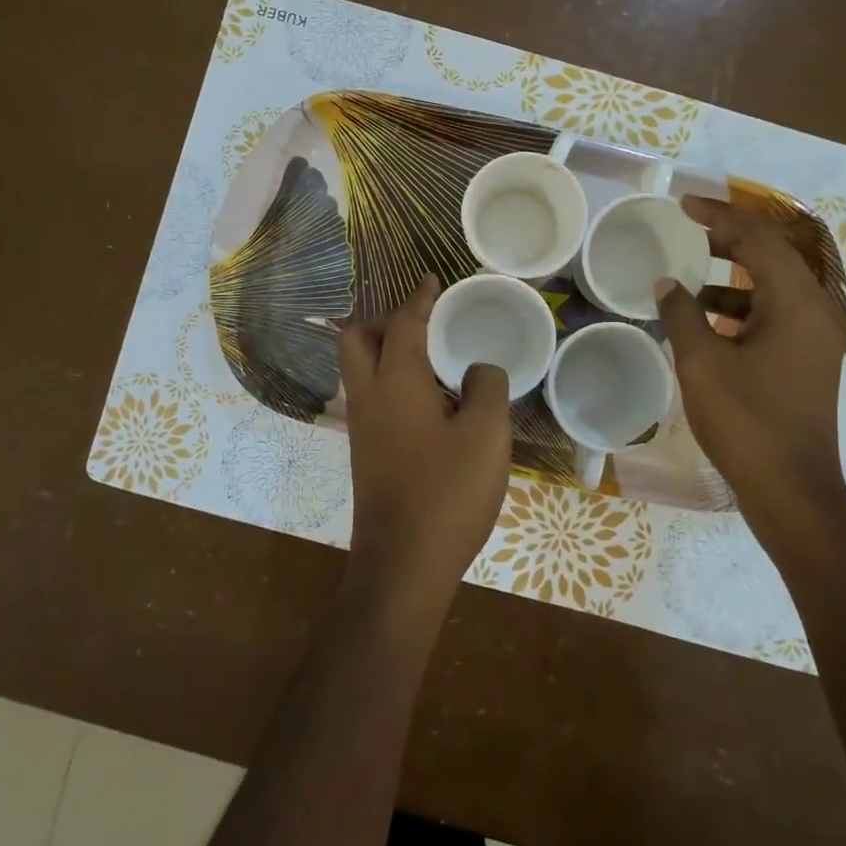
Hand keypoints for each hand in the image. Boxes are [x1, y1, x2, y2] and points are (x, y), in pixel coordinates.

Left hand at [339, 276, 512, 620]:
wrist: (403, 564)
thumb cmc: (447, 493)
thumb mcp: (487, 434)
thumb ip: (487, 387)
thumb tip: (479, 370)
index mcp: (395, 382)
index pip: (402, 323)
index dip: (419, 298)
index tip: (433, 280)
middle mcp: (368, 396)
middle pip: (358, 338)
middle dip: (387, 318)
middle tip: (425, 320)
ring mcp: (362, 426)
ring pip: (361, 368)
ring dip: (387, 349)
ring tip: (433, 354)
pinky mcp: (366, 451)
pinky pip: (372, 394)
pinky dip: (392, 378)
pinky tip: (430, 397)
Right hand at [656, 196, 845, 519]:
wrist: (791, 489)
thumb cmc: (747, 420)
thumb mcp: (702, 363)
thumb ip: (682, 314)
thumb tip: (667, 283)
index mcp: (797, 303)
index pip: (758, 240)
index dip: (720, 217)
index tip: (683, 205)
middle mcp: (816, 311)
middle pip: (773, 257)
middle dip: (730, 239)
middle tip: (689, 229)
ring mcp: (815, 339)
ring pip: (773, 288)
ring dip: (734, 276)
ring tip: (691, 274)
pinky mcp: (807, 362)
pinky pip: (774, 316)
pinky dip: (741, 308)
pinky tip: (706, 319)